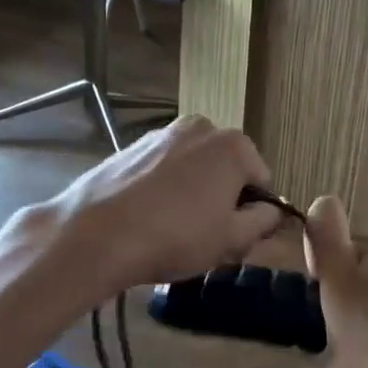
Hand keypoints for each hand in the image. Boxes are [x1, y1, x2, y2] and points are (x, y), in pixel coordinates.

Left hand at [44, 115, 282, 293]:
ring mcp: (164, 133)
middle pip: (228, 170)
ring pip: (194, 168)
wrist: (95, 235)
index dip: (254, 215)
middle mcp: (203, 128)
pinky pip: (164, 169)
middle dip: (223, 200)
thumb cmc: (176, 236)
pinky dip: (164, 189)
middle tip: (206, 238)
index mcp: (235, 146)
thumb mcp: (232, 239)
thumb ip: (263, 221)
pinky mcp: (132, 146)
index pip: (262, 182)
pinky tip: (147, 218)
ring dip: (194, 194)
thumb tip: (273, 211)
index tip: (235, 240)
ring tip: (172, 230)